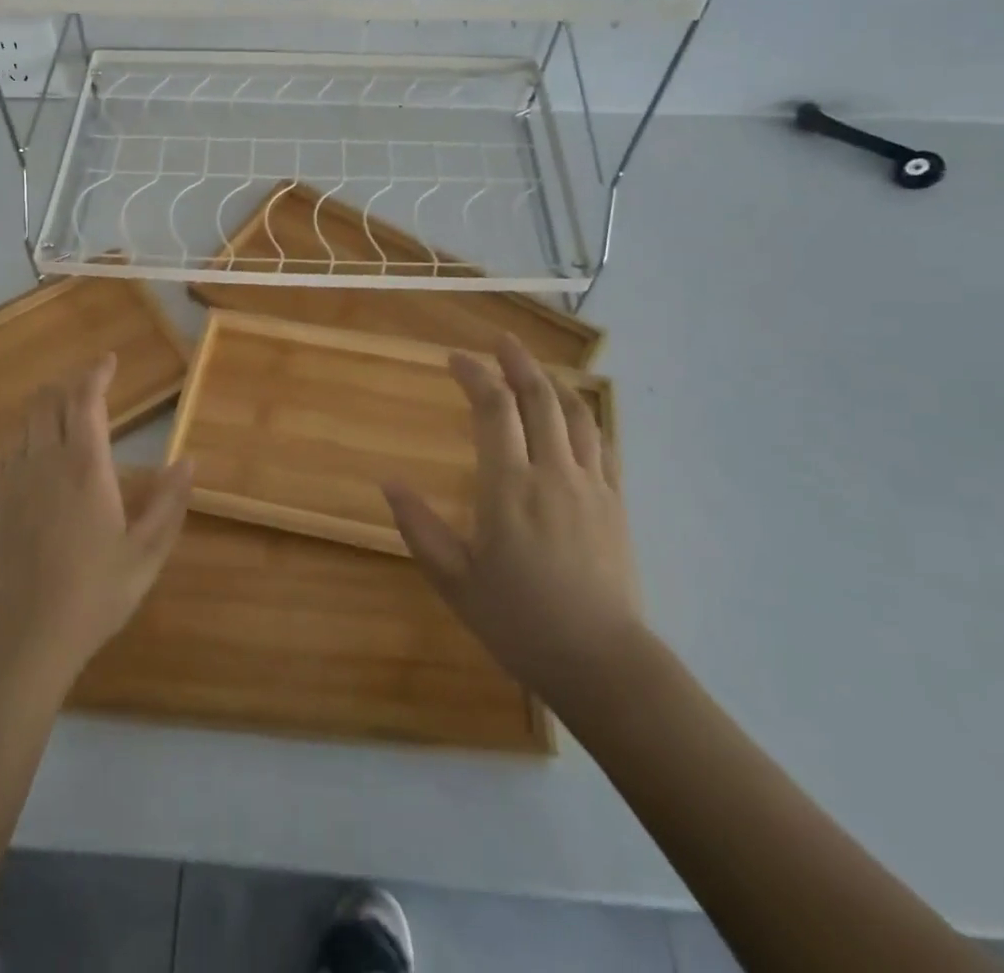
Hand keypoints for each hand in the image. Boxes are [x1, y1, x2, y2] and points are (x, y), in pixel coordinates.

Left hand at [0, 354, 192, 686]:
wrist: (23, 635)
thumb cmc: (94, 593)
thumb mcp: (147, 552)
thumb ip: (169, 502)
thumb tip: (187, 461)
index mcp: (86, 465)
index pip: (86, 399)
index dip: (96, 373)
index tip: (109, 361)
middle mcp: (44, 460)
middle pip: (47, 400)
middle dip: (69, 385)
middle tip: (91, 389)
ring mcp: (12, 480)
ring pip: (26, 424)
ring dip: (48, 412)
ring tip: (68, 424)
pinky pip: (10, 453)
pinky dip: (29, 442)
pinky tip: (41, 466)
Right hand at [382, 335, 646, 716]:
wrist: (603, 663)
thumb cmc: (520, 622)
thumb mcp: (455, 581)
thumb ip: (420, 527)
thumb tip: (388, 483)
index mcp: (509, 486)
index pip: (493, 409)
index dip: (474, 375)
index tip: (455, 359)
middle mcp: (552, 472)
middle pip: (539, 398)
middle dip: (517, 362)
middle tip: (500, 341)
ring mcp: (591, 485)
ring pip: (576, 415)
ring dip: (553, 383)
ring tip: (536, 368)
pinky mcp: (615, 503)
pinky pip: (602, 444)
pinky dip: (585, 418)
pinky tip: (576, 417)